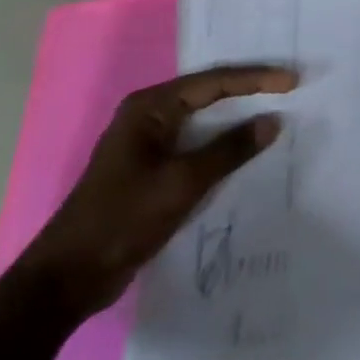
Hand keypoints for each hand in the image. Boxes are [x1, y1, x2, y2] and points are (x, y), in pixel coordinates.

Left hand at [17, 64, 296, 314]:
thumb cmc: (122, 220)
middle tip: (289, 88)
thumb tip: (272, 122)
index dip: (256, 80)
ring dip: (238, 120)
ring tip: (277, 115)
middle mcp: (148, 116)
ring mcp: (149, 144)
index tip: (292, 82)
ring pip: (204, 122)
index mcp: (150, 108)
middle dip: (249, 92)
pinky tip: (247, 152)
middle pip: (209, 95)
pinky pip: (197, 146)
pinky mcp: (152, 170)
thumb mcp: (182, 183)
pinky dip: (223, 146)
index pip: (214, 82)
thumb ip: (230, 150)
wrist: (67, 279)